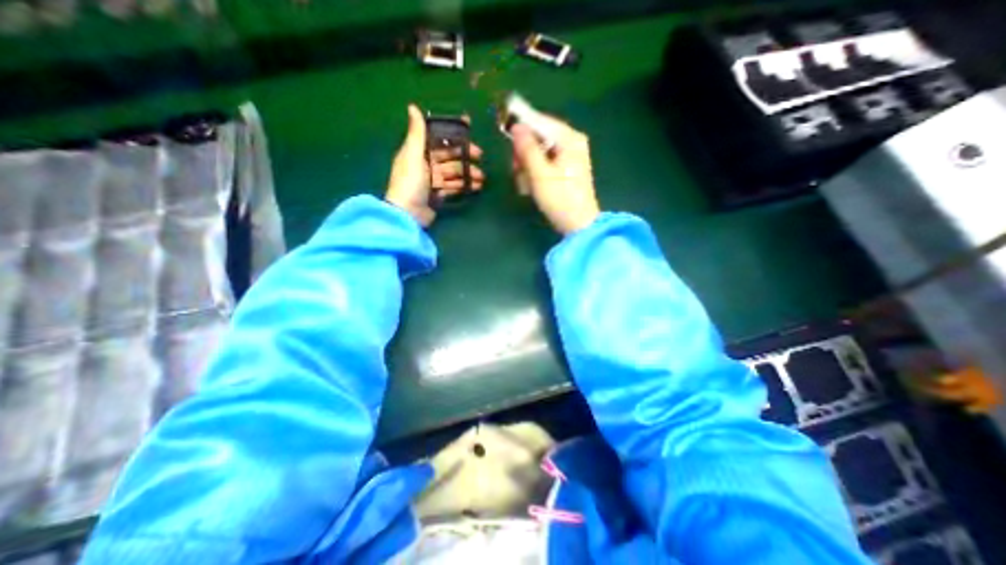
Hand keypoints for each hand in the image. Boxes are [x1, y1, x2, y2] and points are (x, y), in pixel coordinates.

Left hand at [386, 103, 487, 227]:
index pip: (438, 139)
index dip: (453, 134)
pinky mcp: (438, 195)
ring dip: (467, 173)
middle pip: (449, 157)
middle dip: (465, 156)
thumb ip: (417, 133)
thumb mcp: (413, 155)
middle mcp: (425, 165)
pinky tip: (476, 186)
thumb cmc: (410, 182)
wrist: (408, 213)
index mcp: (418, 152)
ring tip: (482, 177)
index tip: (469, 129)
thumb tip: (413, 107)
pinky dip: (464, 186)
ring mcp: (432, 181)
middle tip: (480, 157)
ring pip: (453, 173)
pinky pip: (453, 187)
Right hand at [512, 114, 595, 233]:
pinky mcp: (564, 169)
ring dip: (526, 167)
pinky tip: (530, 187)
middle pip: (537, 137)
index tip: (504, 134)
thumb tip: (516, 126)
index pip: (540, 121)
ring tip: (525, 185)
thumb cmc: (560, 199)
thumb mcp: (540, 174)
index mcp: (569, 138)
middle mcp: (570, 142)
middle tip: (516, 170)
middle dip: (523, 154)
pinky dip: (534, 173)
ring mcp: (568, 156)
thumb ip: (527, 149)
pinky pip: (543, 163)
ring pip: (537, 152)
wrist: (578, 225)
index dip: (520, 125)